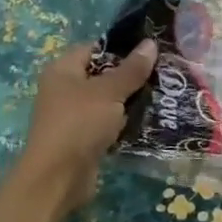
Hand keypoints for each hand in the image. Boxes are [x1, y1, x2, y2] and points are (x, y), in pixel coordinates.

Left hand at [12, 40, 157, 217]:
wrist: (58, 178)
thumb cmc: (79, 124)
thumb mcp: (109, 92)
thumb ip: (131, 69)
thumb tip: (150, 43)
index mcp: (63, 69)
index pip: (95, 48)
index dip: (122, 48)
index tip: (151, 51)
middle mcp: (65, 89)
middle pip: (103, 75)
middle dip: (131, 76)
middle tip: (163, 74)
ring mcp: (73, 116)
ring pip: (108, 101)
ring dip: (130, 101)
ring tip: (163, 95)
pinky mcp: (83, 139)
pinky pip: (108, 123)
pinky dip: (125, 123)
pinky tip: (150, 121)